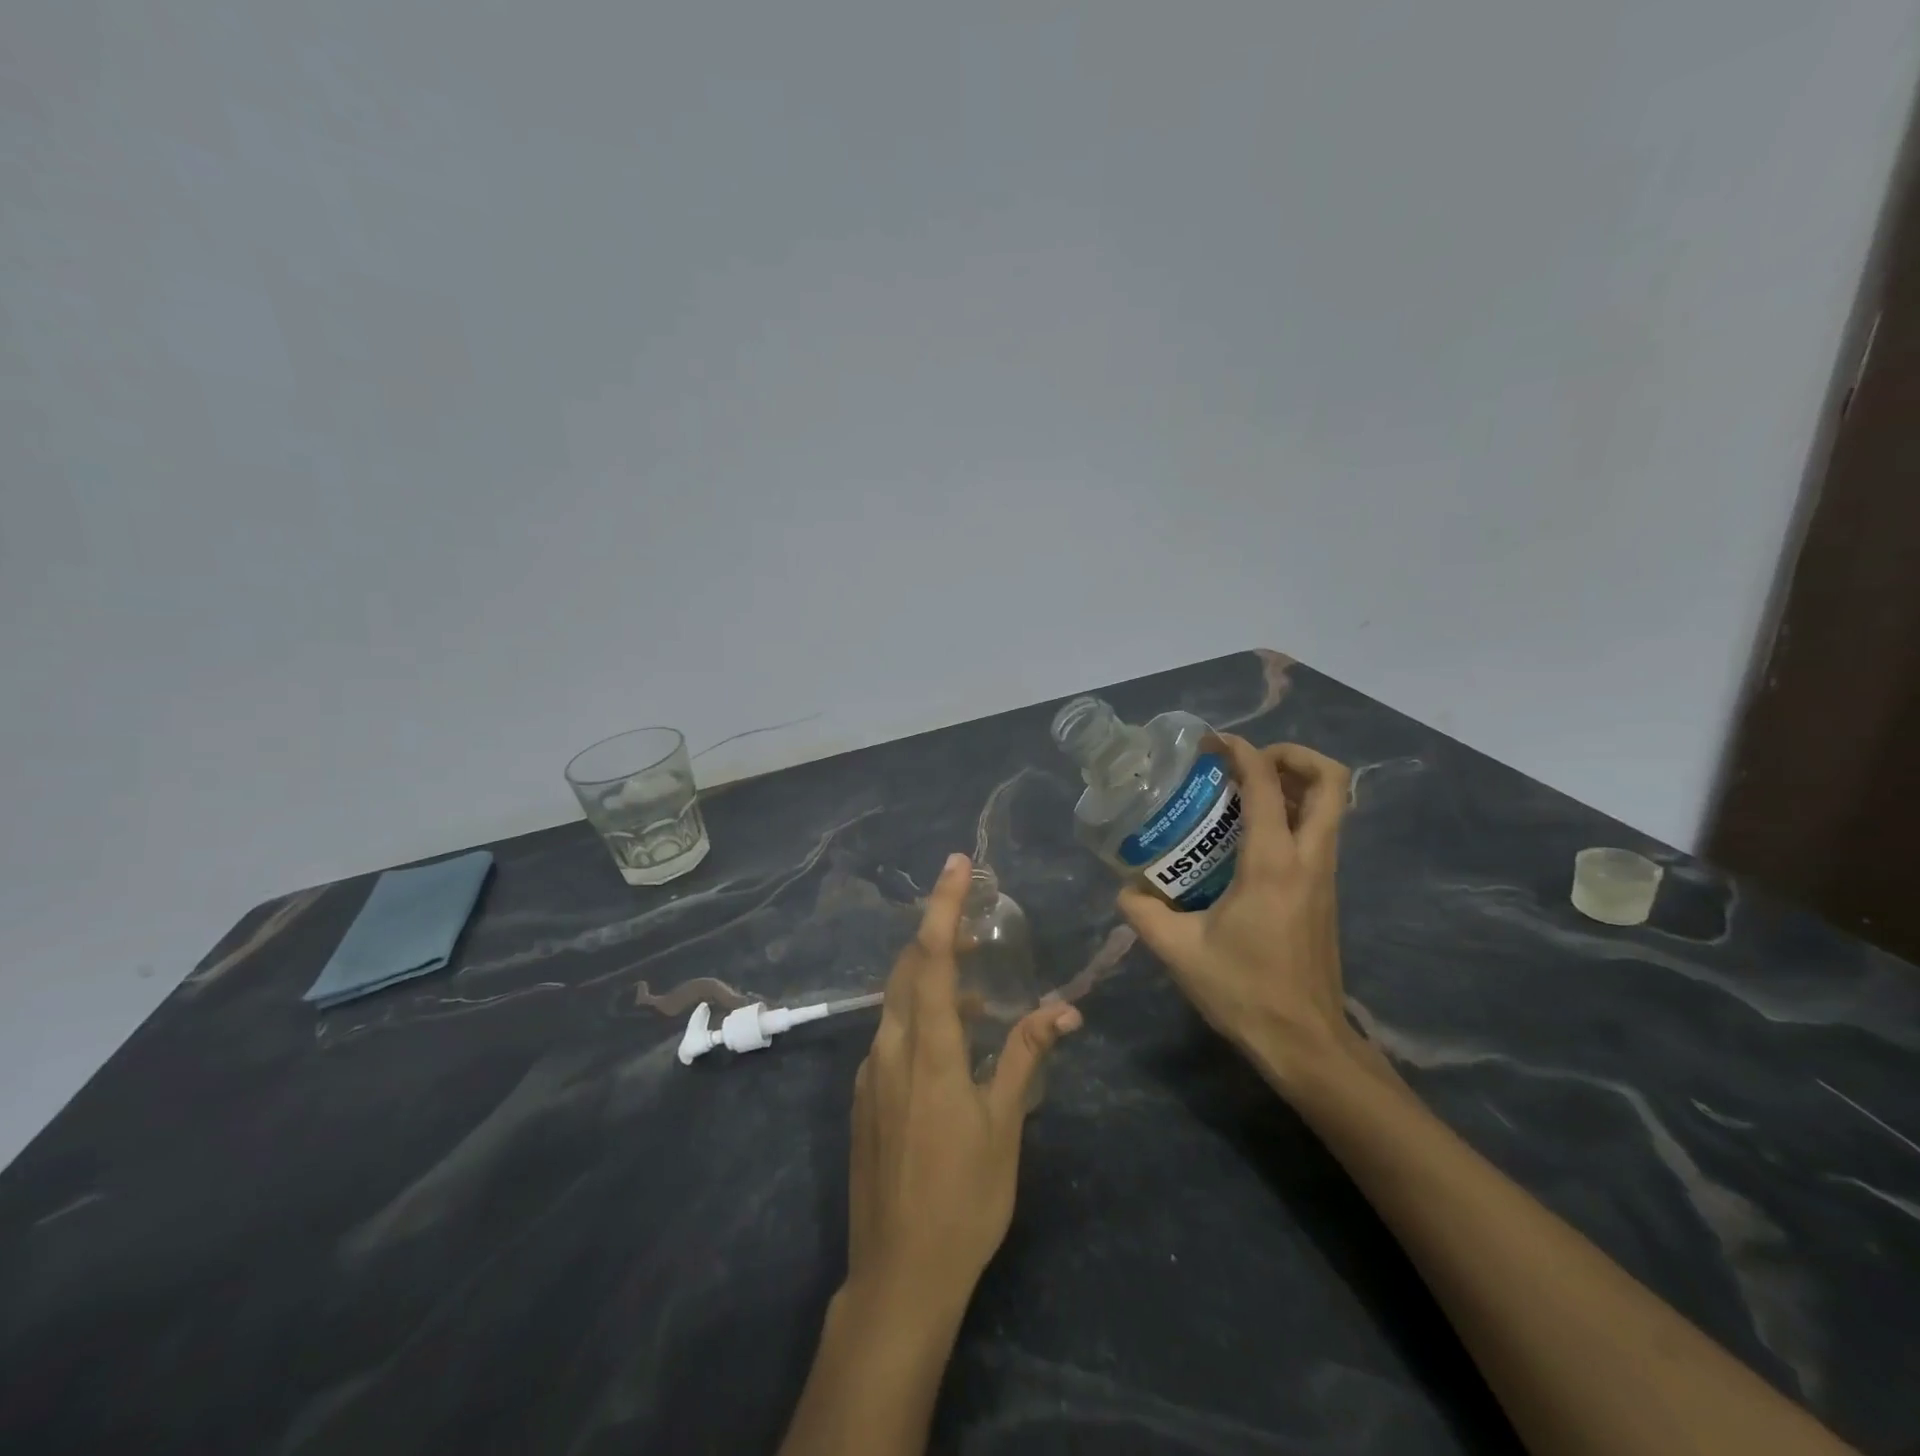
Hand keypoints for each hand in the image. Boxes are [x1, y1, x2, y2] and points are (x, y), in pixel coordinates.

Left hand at [847, 852, 1082, 1307]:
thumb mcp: (1004, 1125)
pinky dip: (918, 1015)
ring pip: (896, 1001)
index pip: (933, 957)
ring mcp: (869, 1072)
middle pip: (908, 968)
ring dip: (931, 978)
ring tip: (976, 984)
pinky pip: (890, 1034)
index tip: (958, 864)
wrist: (898, 1274)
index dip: (944, 905)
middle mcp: (890, 1048)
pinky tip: (949, 1039)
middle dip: (938, 934)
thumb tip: (1062, 1010)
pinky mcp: (863, 1097)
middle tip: (977, 922)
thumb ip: (1025, 1055)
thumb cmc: (964, 1198)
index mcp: (928, 1048)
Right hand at [1117, 736, 1355, 1087]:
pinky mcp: (1325, 893)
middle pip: (1330, 780)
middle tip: (1245, 762)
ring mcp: (1324, 876)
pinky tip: (1247, 836)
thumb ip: (1143, 912)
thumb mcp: (1178, 951)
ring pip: (1331, 805)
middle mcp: (1308, 859)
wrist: (1305, 1043)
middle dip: (1291, 755)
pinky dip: (1292, 814)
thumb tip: (1126, 889)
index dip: (1241, 750)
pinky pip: (1319, 832)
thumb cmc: (1244, 992)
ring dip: (1293, 783)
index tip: (1210, 744)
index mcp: (1272, 863)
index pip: (1266, 782)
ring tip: (1243, 790)